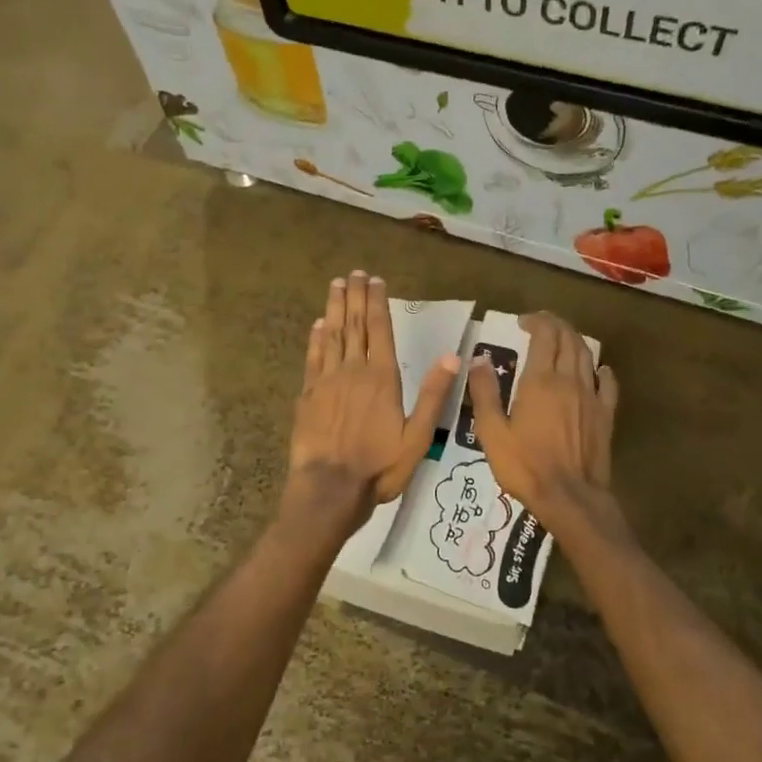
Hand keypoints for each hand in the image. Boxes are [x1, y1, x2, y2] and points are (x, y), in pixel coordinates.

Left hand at [285, 271, 459, 528]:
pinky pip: (313, 358)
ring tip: (336, 286)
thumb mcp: (417, 437)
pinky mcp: (308, 396)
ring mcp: (327, 381)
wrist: (329, 489)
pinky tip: (318, 325)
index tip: (375, 280)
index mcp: (383, 379)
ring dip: (334, 309)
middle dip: (354, 297)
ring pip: (332, 336)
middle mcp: (354, 371)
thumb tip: (453, 357)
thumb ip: (433, 395)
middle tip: (353, 273)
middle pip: (354, 326)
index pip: (381, 330)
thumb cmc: (379, 467)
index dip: (377, 303)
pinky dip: (316, 338)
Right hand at [466, 311, 620, 536]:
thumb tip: (478, 359)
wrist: (570, 497)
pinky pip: (608, 383)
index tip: (522, 322)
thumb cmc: (525, 466)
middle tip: (541, 324)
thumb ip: (485, 392)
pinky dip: (601, 369)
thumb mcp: (492, 432)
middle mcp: (569, 380)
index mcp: (540, 381)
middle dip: (555, 325)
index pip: (544, 336)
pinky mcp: (606, 415)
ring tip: (562, 340)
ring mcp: (592, 397)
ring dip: (574, 341)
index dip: (535, 322)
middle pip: (568, 339)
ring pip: (587, 356)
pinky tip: (598, 370)